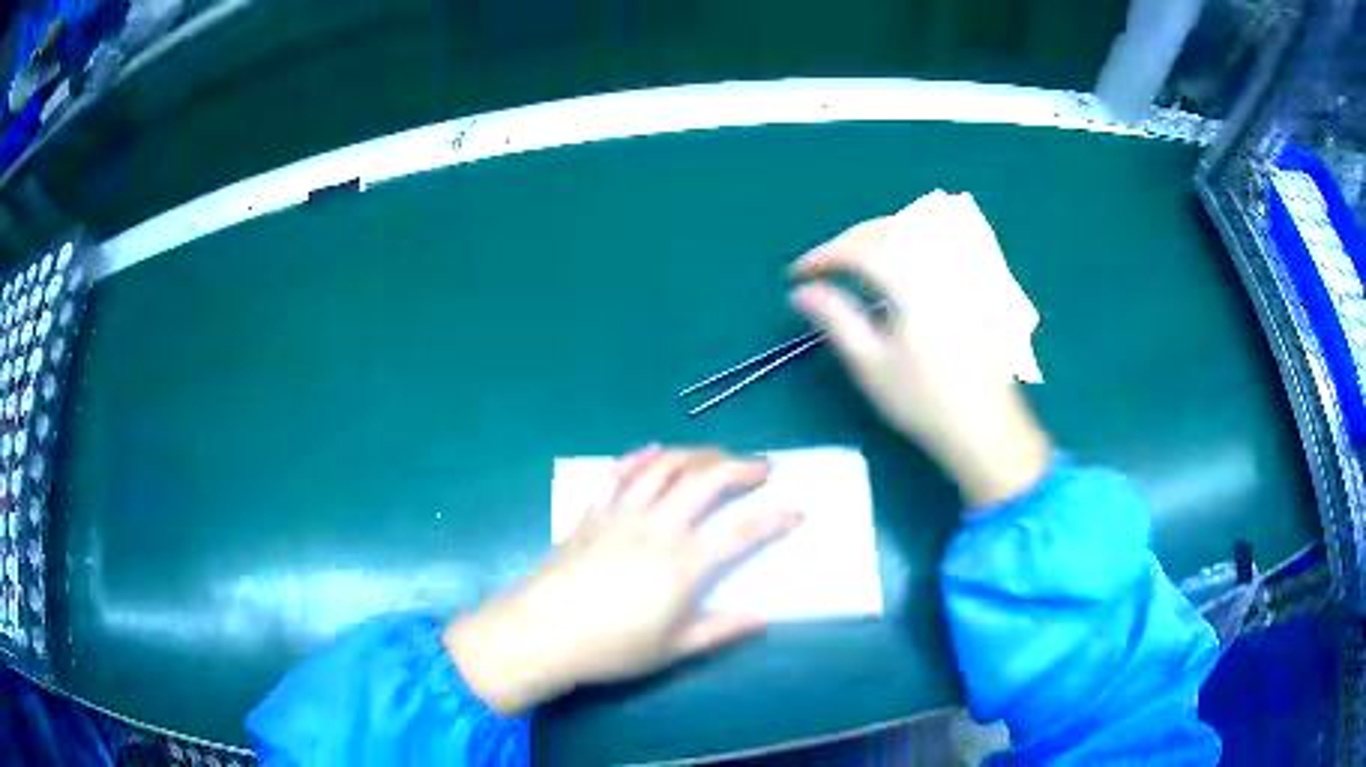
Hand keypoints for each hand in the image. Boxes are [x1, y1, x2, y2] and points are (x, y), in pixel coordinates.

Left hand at [444, 447, 802, 714]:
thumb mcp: (672, 649)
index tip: (797, 511)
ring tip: (718, 454)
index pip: (741, 532)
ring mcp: (620, 515)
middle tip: (763, 468)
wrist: (541, 633)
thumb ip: (719, 630)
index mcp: (682, 564)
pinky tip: (654, 450)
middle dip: (740, 468)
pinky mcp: (592, 513)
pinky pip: (618, 475)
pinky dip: (640, 457)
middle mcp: (656, 528)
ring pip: (665, 468)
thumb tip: (761, 616)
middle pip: (705, 482)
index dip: (774, 519)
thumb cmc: (609, 648)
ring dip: (697, 454)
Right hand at [788, 192, 1051, 507]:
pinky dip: (906, 245)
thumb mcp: (869, 363)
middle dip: (848, 240)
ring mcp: (960, 275)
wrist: (983, 426)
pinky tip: (897, 266)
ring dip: (877, 236)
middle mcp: (937, 267)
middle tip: (821, 265)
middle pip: (888, 229)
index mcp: (911, 282)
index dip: (823, 256)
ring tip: (852, 260)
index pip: (859, 250)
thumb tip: (801, 291)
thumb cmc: (922, 400)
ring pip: (915, 232)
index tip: (795, 274)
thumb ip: (834, 318)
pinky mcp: (972, 287)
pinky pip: (935, 246)